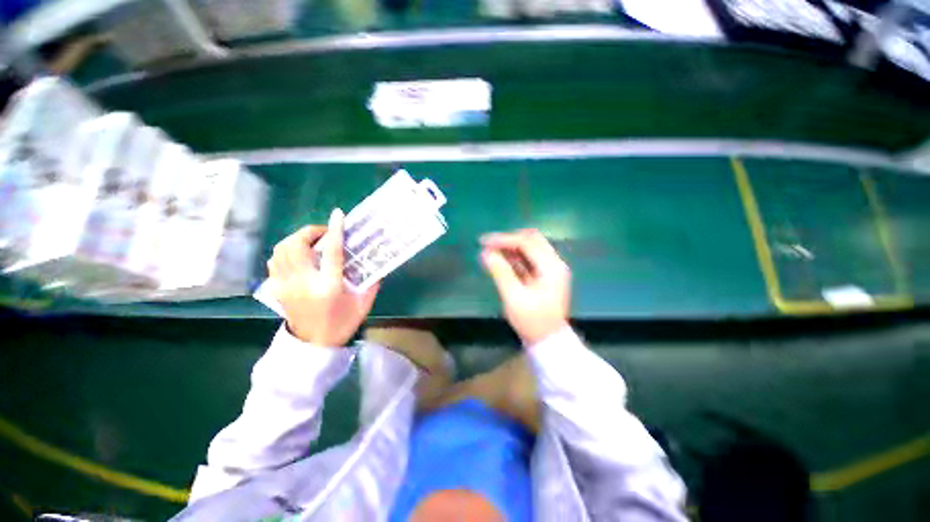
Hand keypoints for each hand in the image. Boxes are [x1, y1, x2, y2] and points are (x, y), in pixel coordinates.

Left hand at [267, 209, 378, 345]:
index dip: (335, 231)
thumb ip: (372, 283)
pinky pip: (274, 261)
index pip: (331, 252)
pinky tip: (298, 256)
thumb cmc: (342, 324)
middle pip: (296, 246)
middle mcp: (304, 283)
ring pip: (281, 251)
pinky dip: (285, 252)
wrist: (313, 346)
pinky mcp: (277, 289)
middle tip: (324, 234)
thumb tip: (376, 265)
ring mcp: (286, 286)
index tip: (338, 215)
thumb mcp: (363, 304)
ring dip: (296, 240)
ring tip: (311, 243)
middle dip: (309, 232)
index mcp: (329, 286)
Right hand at [480, 229, 570, 345]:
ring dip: (511, 247)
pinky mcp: (545, 274)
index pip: (527, 242)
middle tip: (488, 245)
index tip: (483, 242)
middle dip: (508, 239)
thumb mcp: (513, 297)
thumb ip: (500, 272)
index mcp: (551, 267)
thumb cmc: (531, 321)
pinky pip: (529, 258)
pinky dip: (515, 256)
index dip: (504, 239)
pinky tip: (500, 260)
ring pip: (530, 247)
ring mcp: (551, 268)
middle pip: (531, 239)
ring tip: (490, 252)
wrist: (548, 341)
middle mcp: (555, 263)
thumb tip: (485, 253)